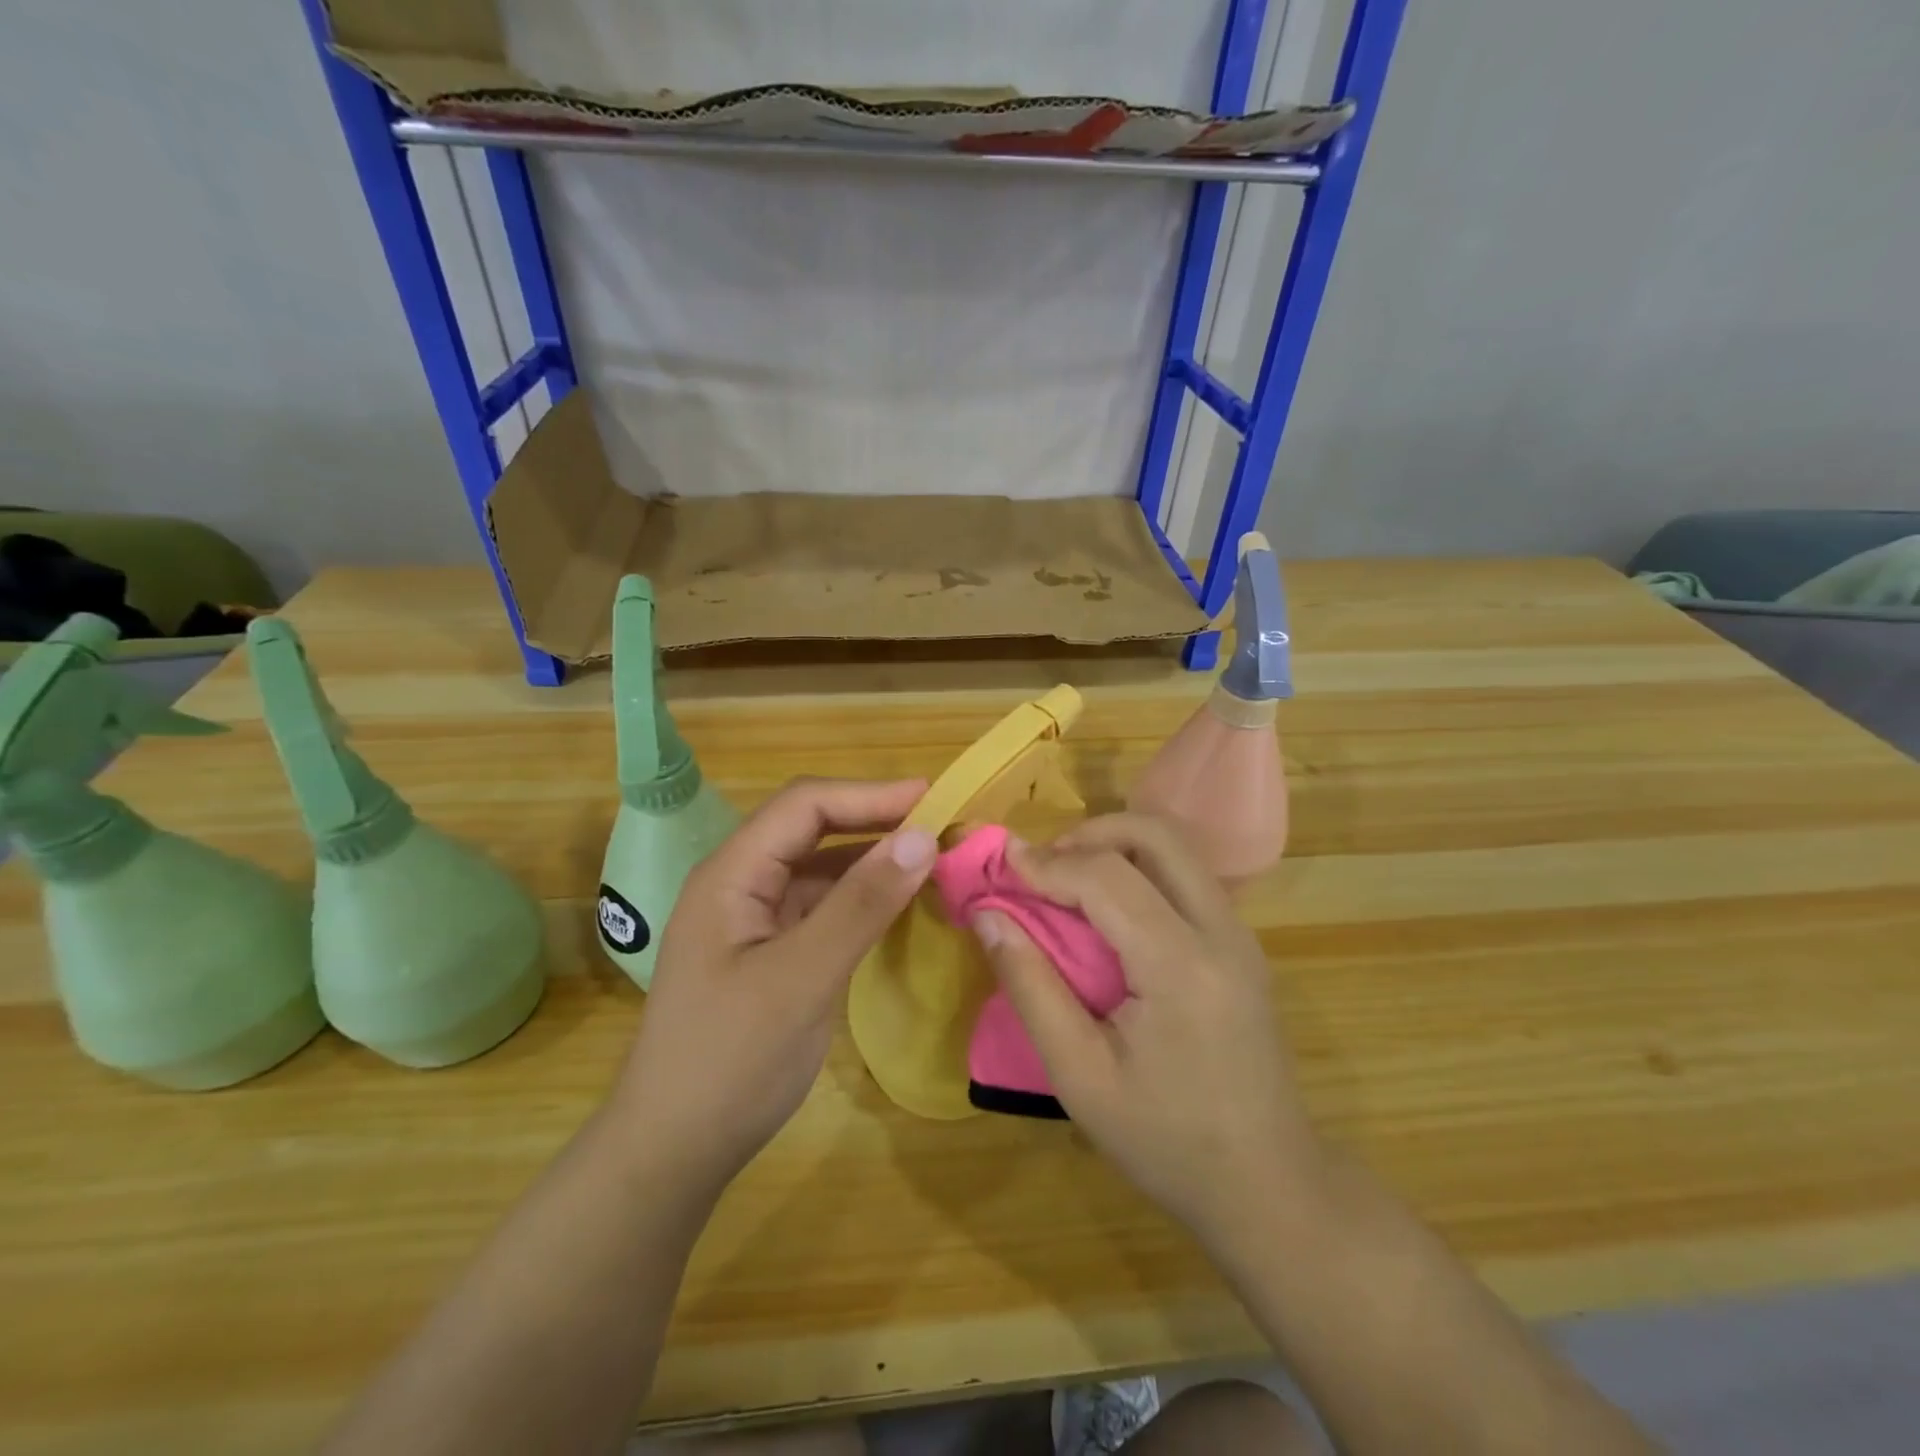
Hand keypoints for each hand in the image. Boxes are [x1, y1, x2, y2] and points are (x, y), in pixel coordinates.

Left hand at [611, 777, 938, 1192]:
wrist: (677, 1150)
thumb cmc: (730, 1060)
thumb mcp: (801, 978)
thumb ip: (860, 905)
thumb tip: (921, 836)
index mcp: (732, 874)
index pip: (805, 806)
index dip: (869, 795)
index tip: (933, 800)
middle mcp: (742, 883)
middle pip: (812, 829)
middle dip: (875, 820)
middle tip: (941, 826)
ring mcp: (756, 918)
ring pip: (822, 867)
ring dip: (874, 858)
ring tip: (932, 857)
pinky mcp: (774, 950)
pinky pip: (825, 905)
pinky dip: (864, 897)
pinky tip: (901, 903)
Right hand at [971, 813, 1323, 1252]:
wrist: (1269, 1186)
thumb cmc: (1167, 1141)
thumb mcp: (1080, 1076)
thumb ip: (1031, 987)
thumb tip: (989, 916)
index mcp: (1181, 966)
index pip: (1107, 878)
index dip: (1048, 864)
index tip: (1002, 863)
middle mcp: (1221, 932)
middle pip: (1157, 836)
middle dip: (1091, 833)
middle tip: (1044, 865)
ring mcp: (1240, 935)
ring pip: (1177, 850)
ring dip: (1117, 847)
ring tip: (1068, 879)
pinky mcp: (1242, 946)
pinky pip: (1187, 877)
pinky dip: (1140, 870)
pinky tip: (1108, 910)